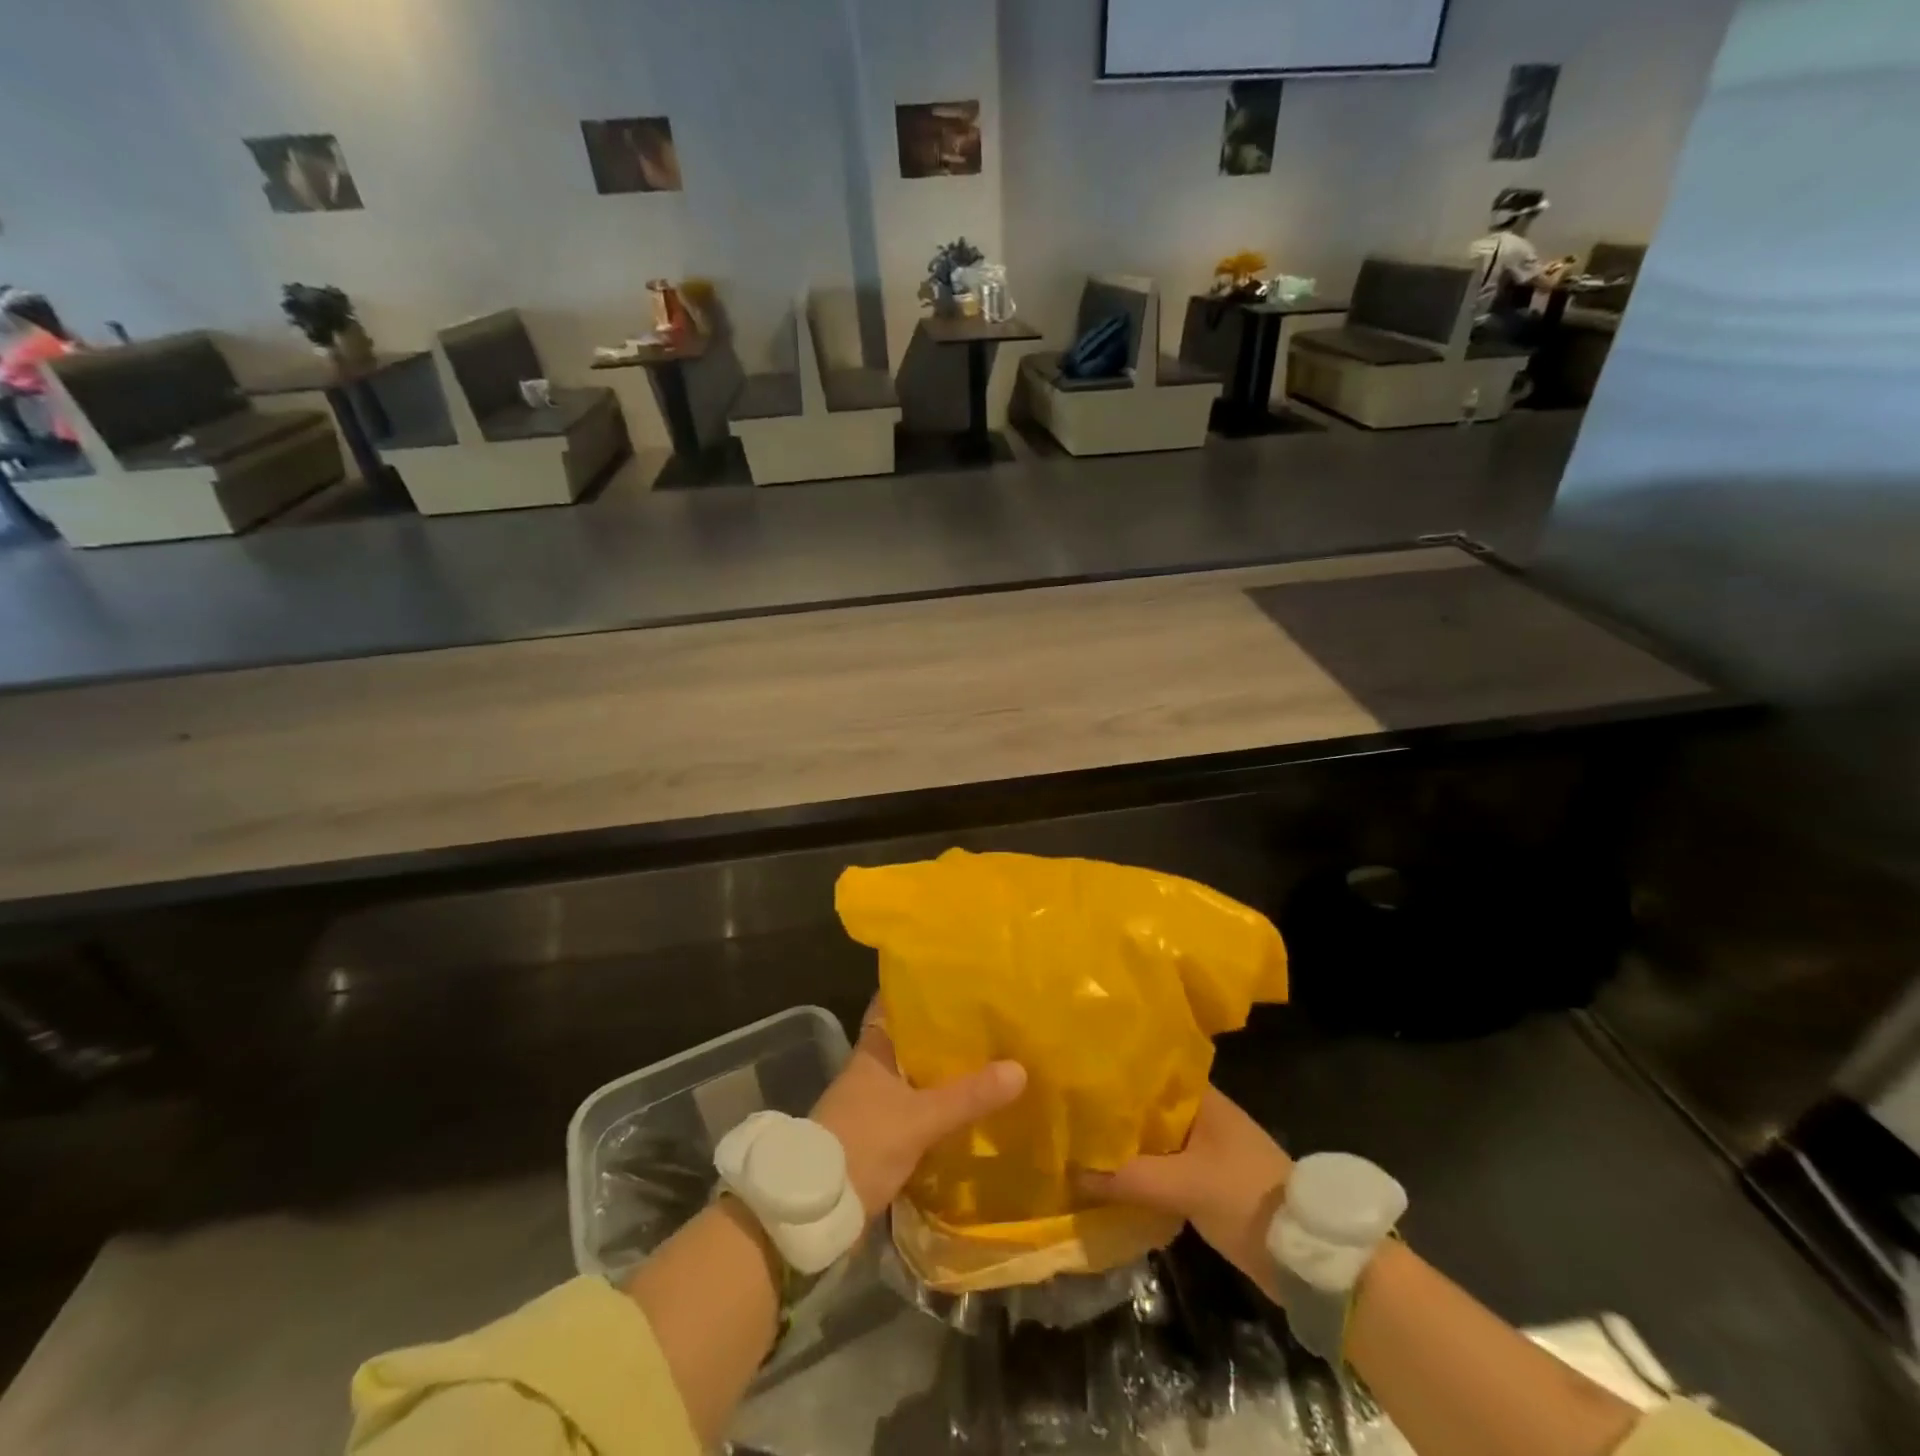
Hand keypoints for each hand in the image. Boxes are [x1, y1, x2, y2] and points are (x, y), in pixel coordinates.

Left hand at [811, 1004, 1025, 1219]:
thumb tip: (1020, 1068)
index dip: (921, 992)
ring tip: (988, 1062)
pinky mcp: (878, 1136)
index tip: (956, 982)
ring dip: (942, 1075)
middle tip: (988, 1023)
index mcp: (873, 1051)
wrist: (816, 1208)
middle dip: (944, 1036)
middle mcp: (871, 1070)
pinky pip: (915, 1110)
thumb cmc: (863, 1143)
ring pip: (915, 1078)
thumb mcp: (921, 1118)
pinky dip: (937, 1107)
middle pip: (910, 1043)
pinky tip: (966, 1110)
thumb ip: (968, 1095)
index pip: (895, 1006)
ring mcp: (872, 1104)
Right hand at [1076, 1086, 1292, 1296]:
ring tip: (1079, 1144)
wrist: (1306, 1257)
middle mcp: (1201, 1116)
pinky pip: (1161, 1168)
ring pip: (1152, 1140)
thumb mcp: (1185, 1185)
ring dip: (1125, 1147)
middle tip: (1068, 1115)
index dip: (1113, 1076)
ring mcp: (1204, 1150)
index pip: (1147, 1074)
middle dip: (1113, 1115)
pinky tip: (1109, 1178)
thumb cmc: (1247, 1197)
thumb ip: (1131, 1177)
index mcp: (1202, 1098)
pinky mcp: (1206, 1182)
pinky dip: (1139, 1172)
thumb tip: (1075, 1173)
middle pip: (1146, 1109)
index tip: (1077, 1079)